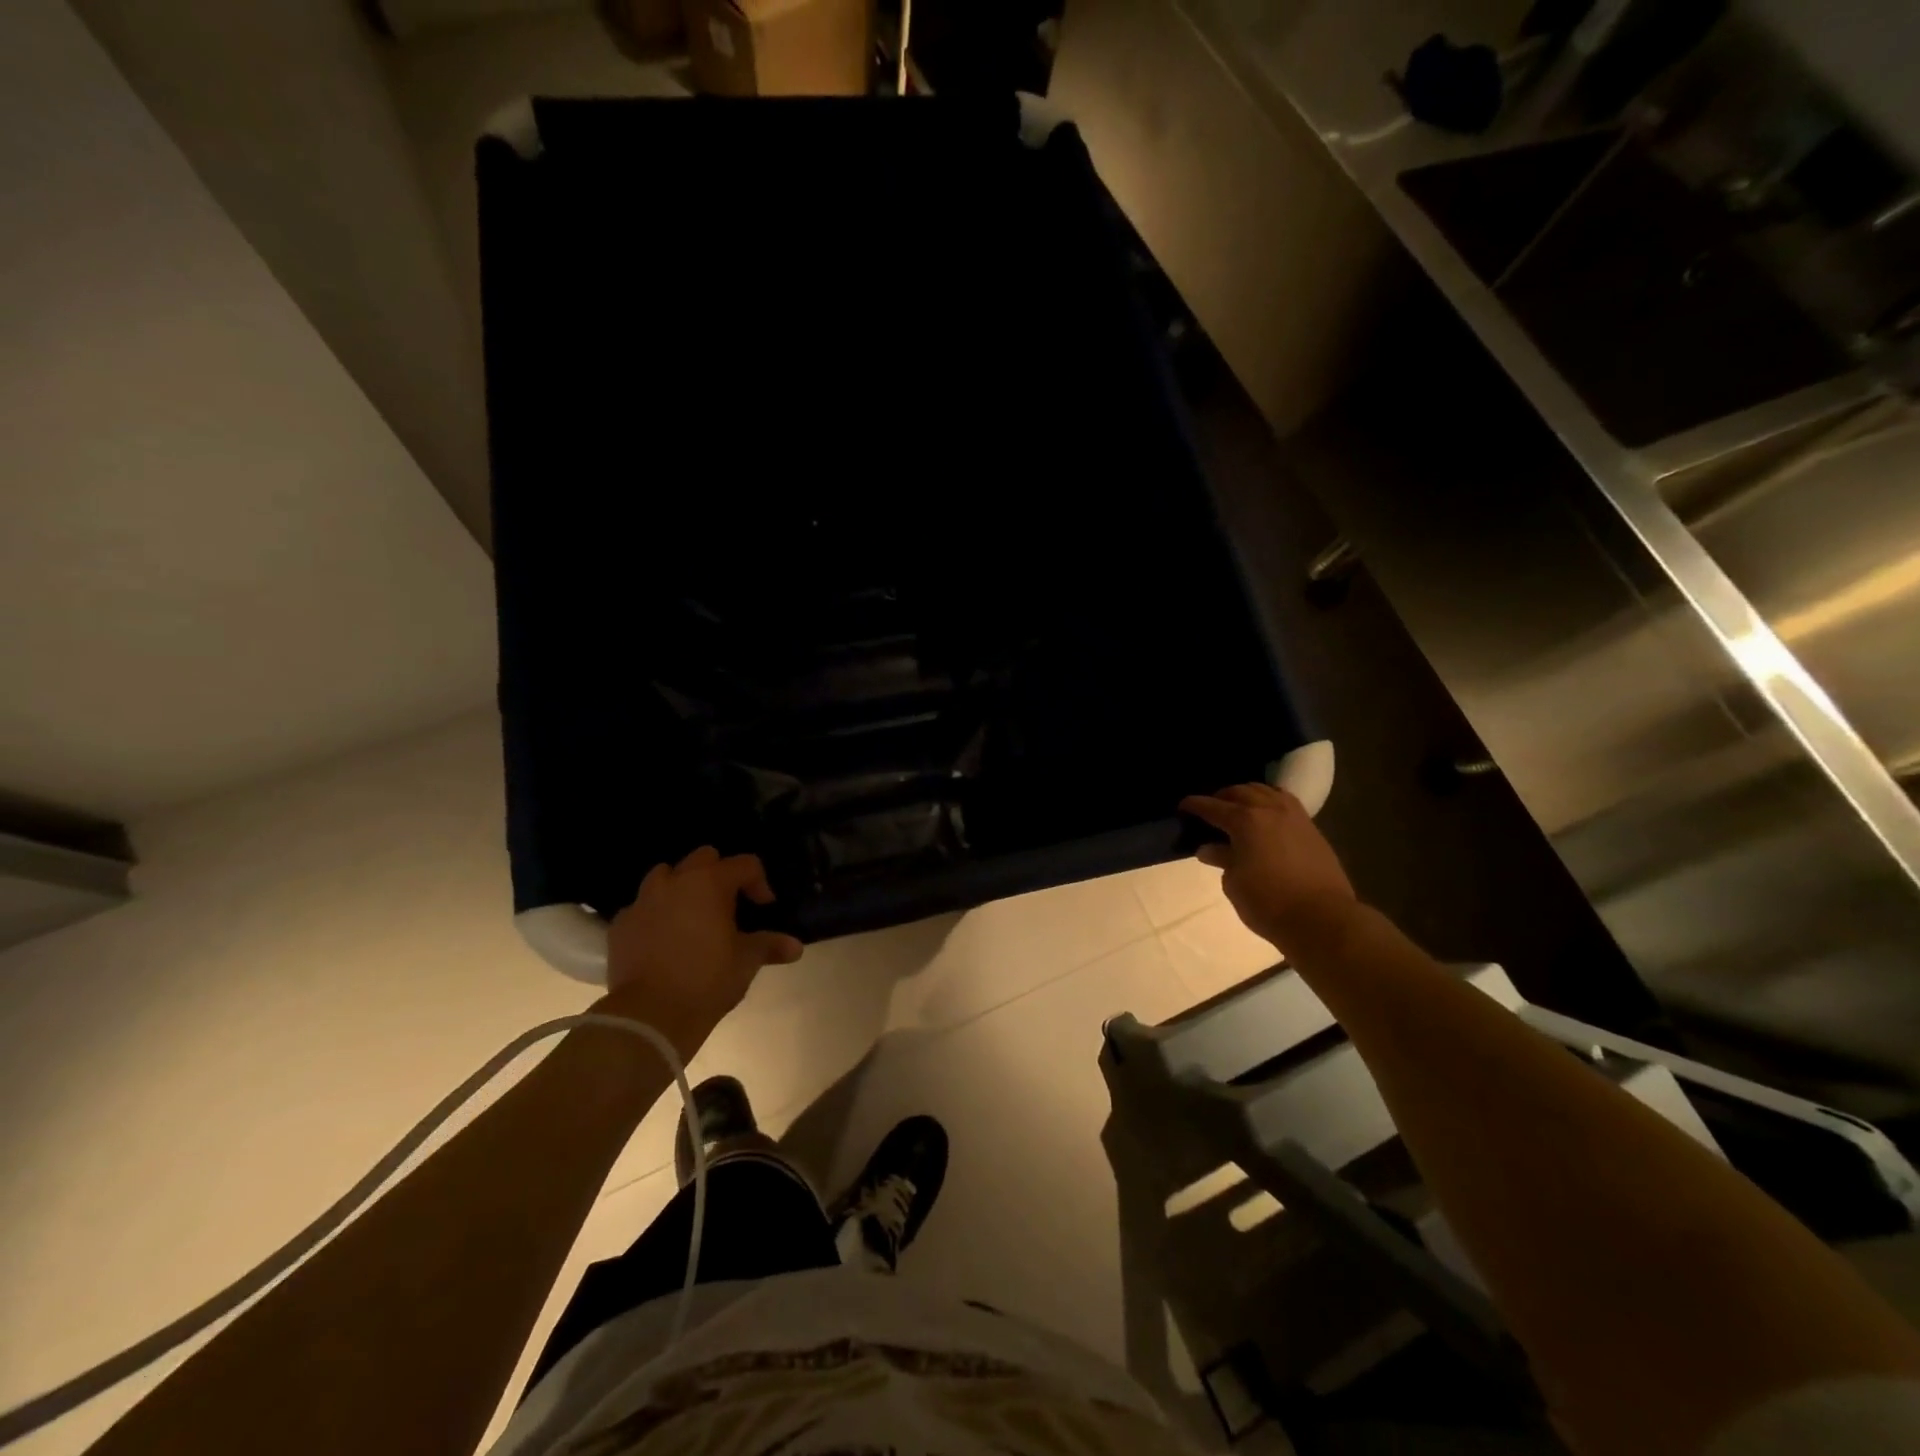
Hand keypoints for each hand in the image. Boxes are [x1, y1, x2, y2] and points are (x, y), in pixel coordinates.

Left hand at [602, 848, 803, 1052]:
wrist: (650, 1016)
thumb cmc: (707, 980)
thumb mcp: (747, 961)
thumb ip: (770, 946)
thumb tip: (796, 947)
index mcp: (710, 883)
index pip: (745, 864)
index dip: (759, 883)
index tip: (764, 908)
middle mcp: (675, 882)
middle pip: (703, 858)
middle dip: (719, 874)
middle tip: (728, 904)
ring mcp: (643, 901)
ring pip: (665, 876)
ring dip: (682, 887)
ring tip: (692, 915)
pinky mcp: (620, 925)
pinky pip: (641, 907)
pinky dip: (655, 914)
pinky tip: (663, 938)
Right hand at [1180, 783, 1358, 952]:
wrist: (1322, 919)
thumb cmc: (1268, 903)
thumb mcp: (1234, 883)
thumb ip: (1222, 859)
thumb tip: (1209, 848)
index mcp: (1245, 821)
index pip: (1212, 807)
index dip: (1194, 805)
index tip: (1182, 807)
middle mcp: (1269, 810)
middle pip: (1240, 792)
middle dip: (1221, 797)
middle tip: (1210, 809)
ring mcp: (1294, 817)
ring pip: (1267, 791)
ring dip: (1248, 795)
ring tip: (1239, 807)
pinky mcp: (1312, 829)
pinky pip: (1286, 803)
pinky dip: (1270, 802)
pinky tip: (1266, 816)